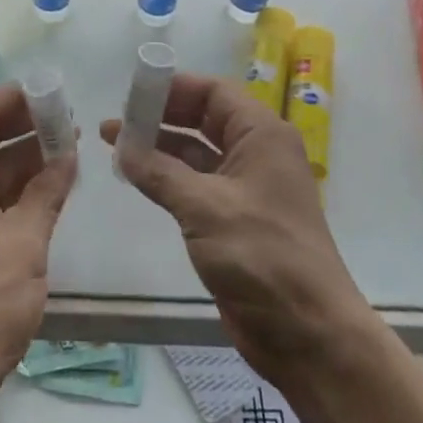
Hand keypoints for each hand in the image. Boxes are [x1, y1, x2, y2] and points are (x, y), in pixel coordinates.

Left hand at [0, 85, 77, 422]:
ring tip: (66, 155)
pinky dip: (10, 190)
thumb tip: (67, 154)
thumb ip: (48, 190)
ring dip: (21, 159)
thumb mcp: (26, 241)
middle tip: (69, 126)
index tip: (56, 96)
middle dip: (25, 127)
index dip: (18, 98)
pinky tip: (44, 193)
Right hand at [102, 75, 362, 382]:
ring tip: (114, 144)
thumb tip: (121, 146)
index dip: (172, 88)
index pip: (213, 93)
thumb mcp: (205, 207)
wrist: (308, 334)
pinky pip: (195, 184)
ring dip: (158, 147)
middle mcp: (256, 153)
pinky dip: (166, 177)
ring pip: (195, 153)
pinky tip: (136, 176)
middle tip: (116, 120)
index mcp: (262, 136)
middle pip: (203, 119)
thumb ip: (159, 172)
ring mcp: (245, 188)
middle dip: (160, 116)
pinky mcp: (233, 219)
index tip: (131, 92)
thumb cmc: (263, 256)